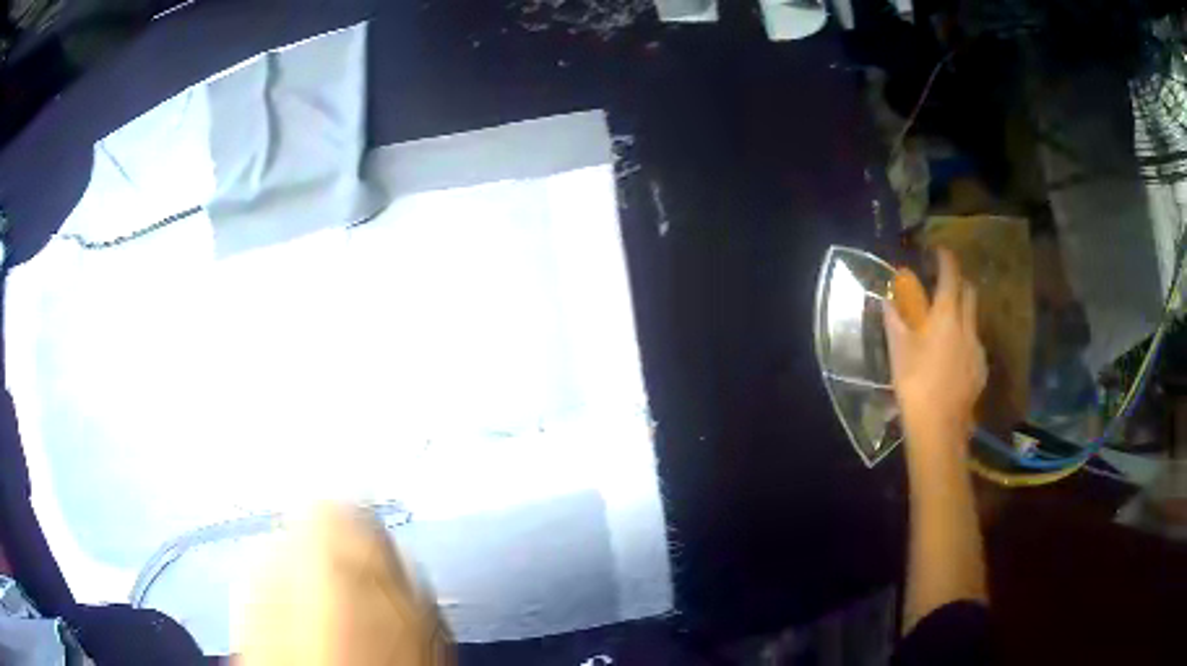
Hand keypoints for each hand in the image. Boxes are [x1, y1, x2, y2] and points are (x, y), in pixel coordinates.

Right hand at [884, 249, 986, 453]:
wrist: (939, 427)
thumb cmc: (915, 384)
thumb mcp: (898, 351)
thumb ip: (894, 321)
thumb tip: (887, 300)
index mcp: (945, 315)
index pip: (950, 275)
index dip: (945, 259)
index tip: (938, 251)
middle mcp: (967, 326)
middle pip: (969, 292)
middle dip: (959, 282)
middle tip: (945, 285)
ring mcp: (977, 348)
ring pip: (974, 319)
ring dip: (962, 313)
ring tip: (947, 326)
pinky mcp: (981, 369)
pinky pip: (975, 344)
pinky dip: (965, 340)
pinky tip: (954, 357)